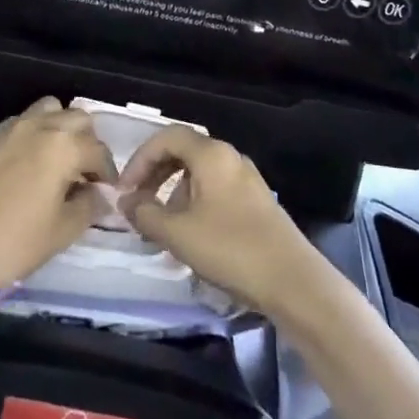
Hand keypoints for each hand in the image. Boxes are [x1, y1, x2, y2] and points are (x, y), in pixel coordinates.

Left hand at [0, 98, 115, 305]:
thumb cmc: (14, 244)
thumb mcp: (63, 231)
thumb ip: (90, 205)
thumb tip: (100, 194)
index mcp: (63, 147)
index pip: (98, 150)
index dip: (108, 173)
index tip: (106, 193)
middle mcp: (39, 126)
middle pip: (77, 118)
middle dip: (87, 142)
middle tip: (84, 174)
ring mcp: (10, 128)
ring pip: (48, 110)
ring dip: (60, 129)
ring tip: (58, 160)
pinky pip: (20, 123)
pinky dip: (33, 134)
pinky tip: (27, 165)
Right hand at [117, 128, 324, 316]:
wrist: (293, 281)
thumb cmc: (230, 248)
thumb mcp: (177, 233)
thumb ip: (145, 213)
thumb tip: (126, 202)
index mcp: (211, 155)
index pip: (167, 137)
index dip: (140, 159)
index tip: (125, 189)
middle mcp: (230, 157)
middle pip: (184, 152)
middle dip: (156, 175)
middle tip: (138, 204)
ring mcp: (247, 179)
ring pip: (200, 174)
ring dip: (174, 193)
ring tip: (163, 228)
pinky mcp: (257, 202)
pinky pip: (216, 191)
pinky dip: (195, 205)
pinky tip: (191, 238)